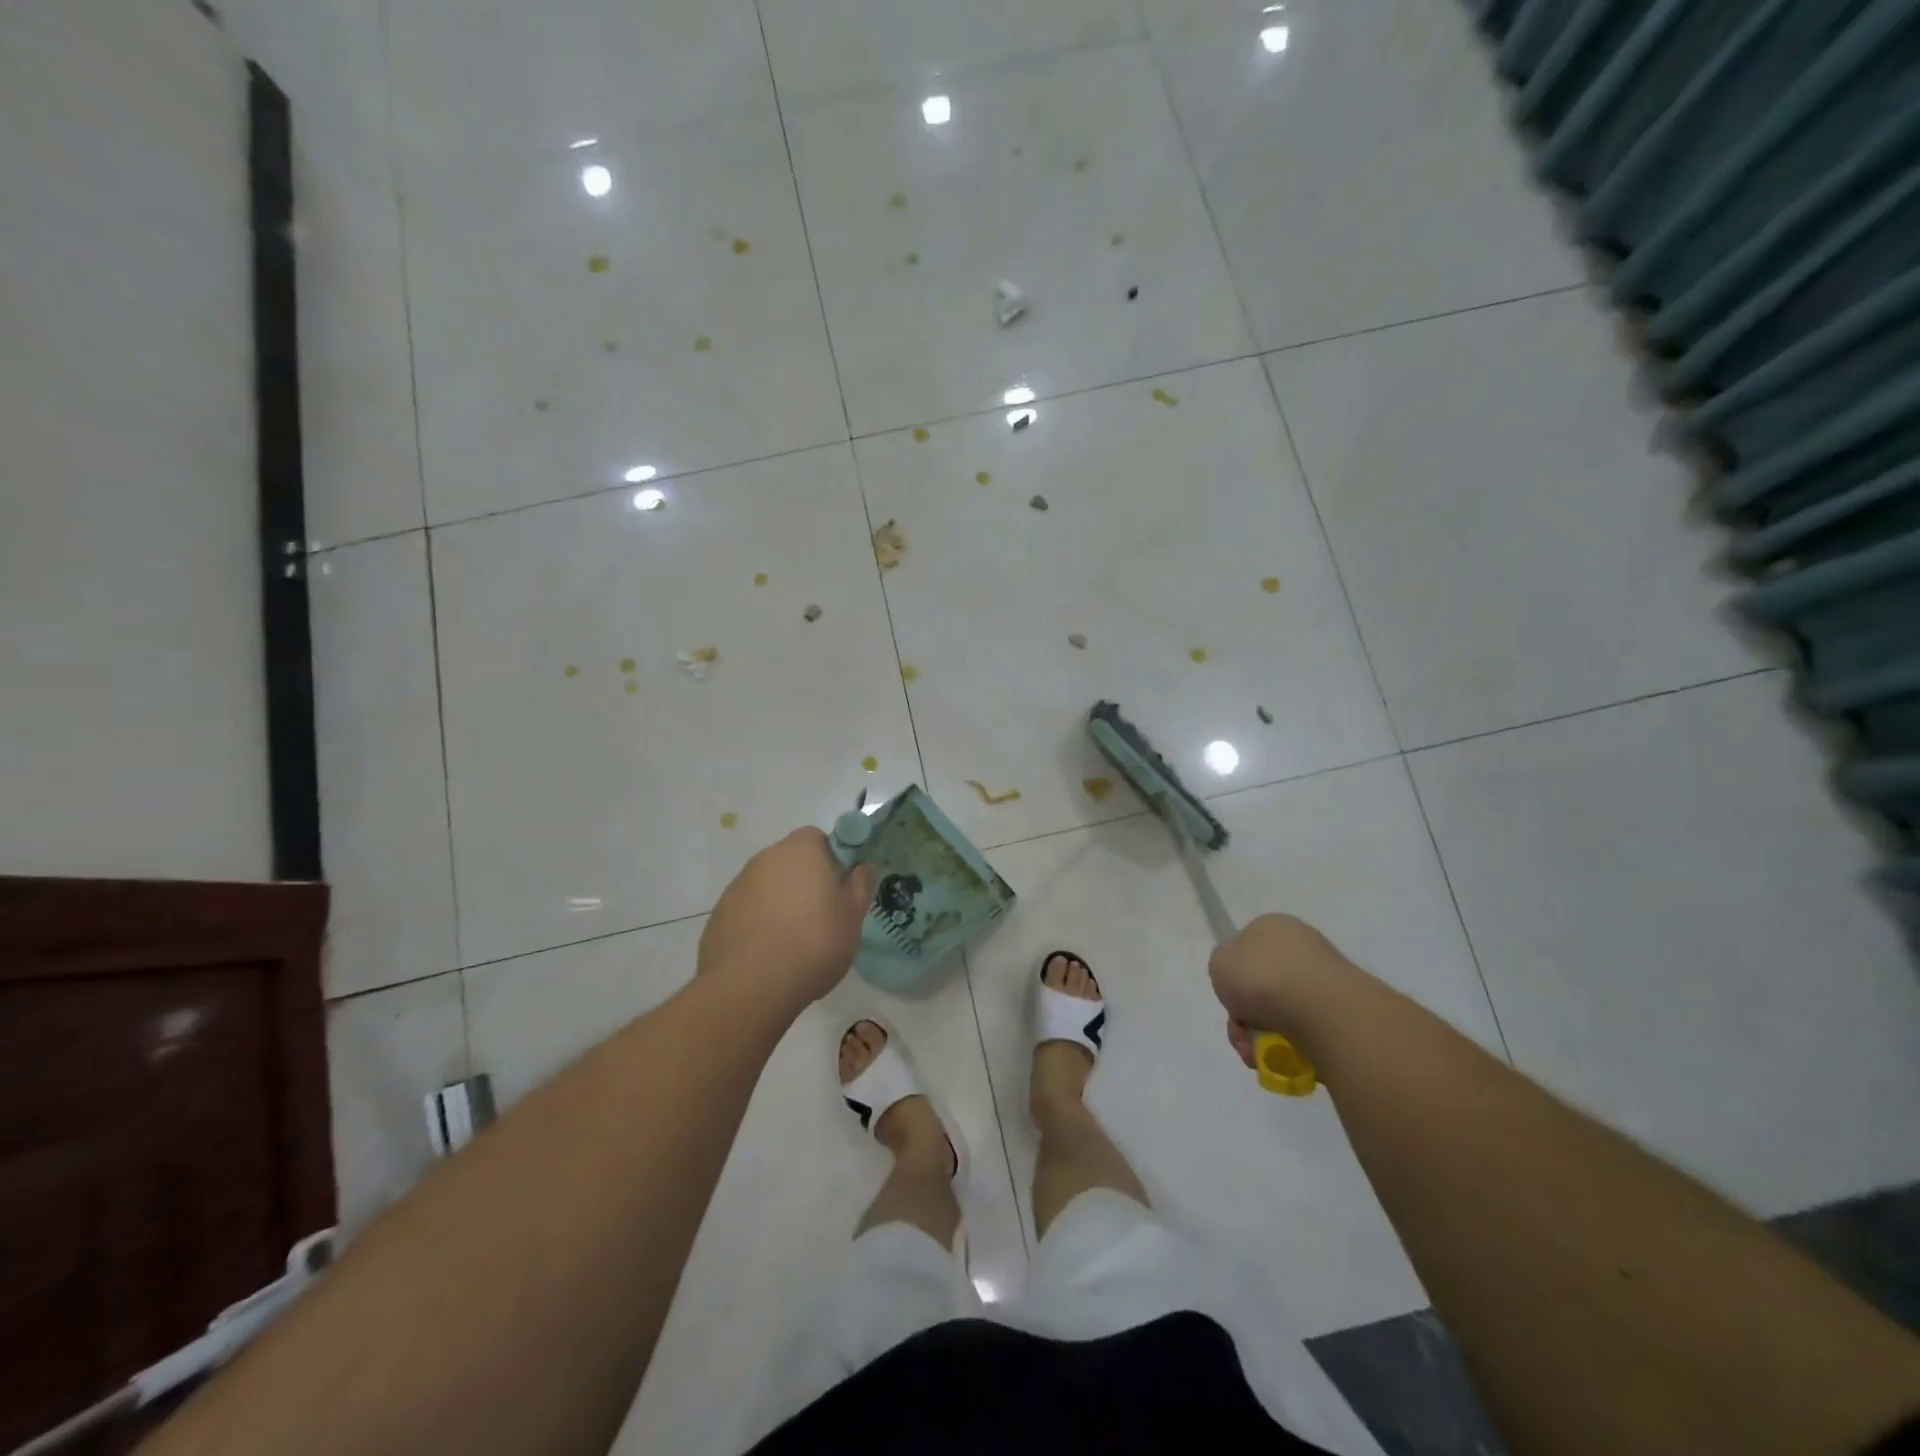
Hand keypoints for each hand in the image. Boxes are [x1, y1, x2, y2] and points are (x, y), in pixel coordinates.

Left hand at [699, 829, 876, 1013]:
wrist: (750, 986)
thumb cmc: (813, 943)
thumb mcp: (853, 917)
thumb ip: (860, 885)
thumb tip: (862, 867)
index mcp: (801, 850)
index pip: (818, 838)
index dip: (831, 860)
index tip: (838, 889)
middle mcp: (766, 858)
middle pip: (791, 861)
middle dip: (805, 882)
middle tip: (821, 916)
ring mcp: (738, 885)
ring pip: (768, 886)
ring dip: (780, 903)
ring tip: (793, 941)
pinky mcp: (719, 914)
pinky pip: (747, 910)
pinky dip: (758, 923)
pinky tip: (768, 954)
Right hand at [1208, 914, 1365, 1067]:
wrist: (1322, 1011)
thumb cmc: (1263, 977)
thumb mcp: (1219, 961)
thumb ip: (1224, 967)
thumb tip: (1242, 981)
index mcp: (1273, 926)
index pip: (1246, 949)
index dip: (1233, 977)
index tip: (1230, 997)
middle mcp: (1302, 948)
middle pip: (1261, 986)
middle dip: (1246, 1016)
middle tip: (1241, 1034)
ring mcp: (1325, 980)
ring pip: (1281, 1014)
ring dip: (1263, 1036)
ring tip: (1259, 1053)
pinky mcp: (1343, 1013)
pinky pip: (1306, 1033)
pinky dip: (1290, 1048)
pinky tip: (1285, 1057)